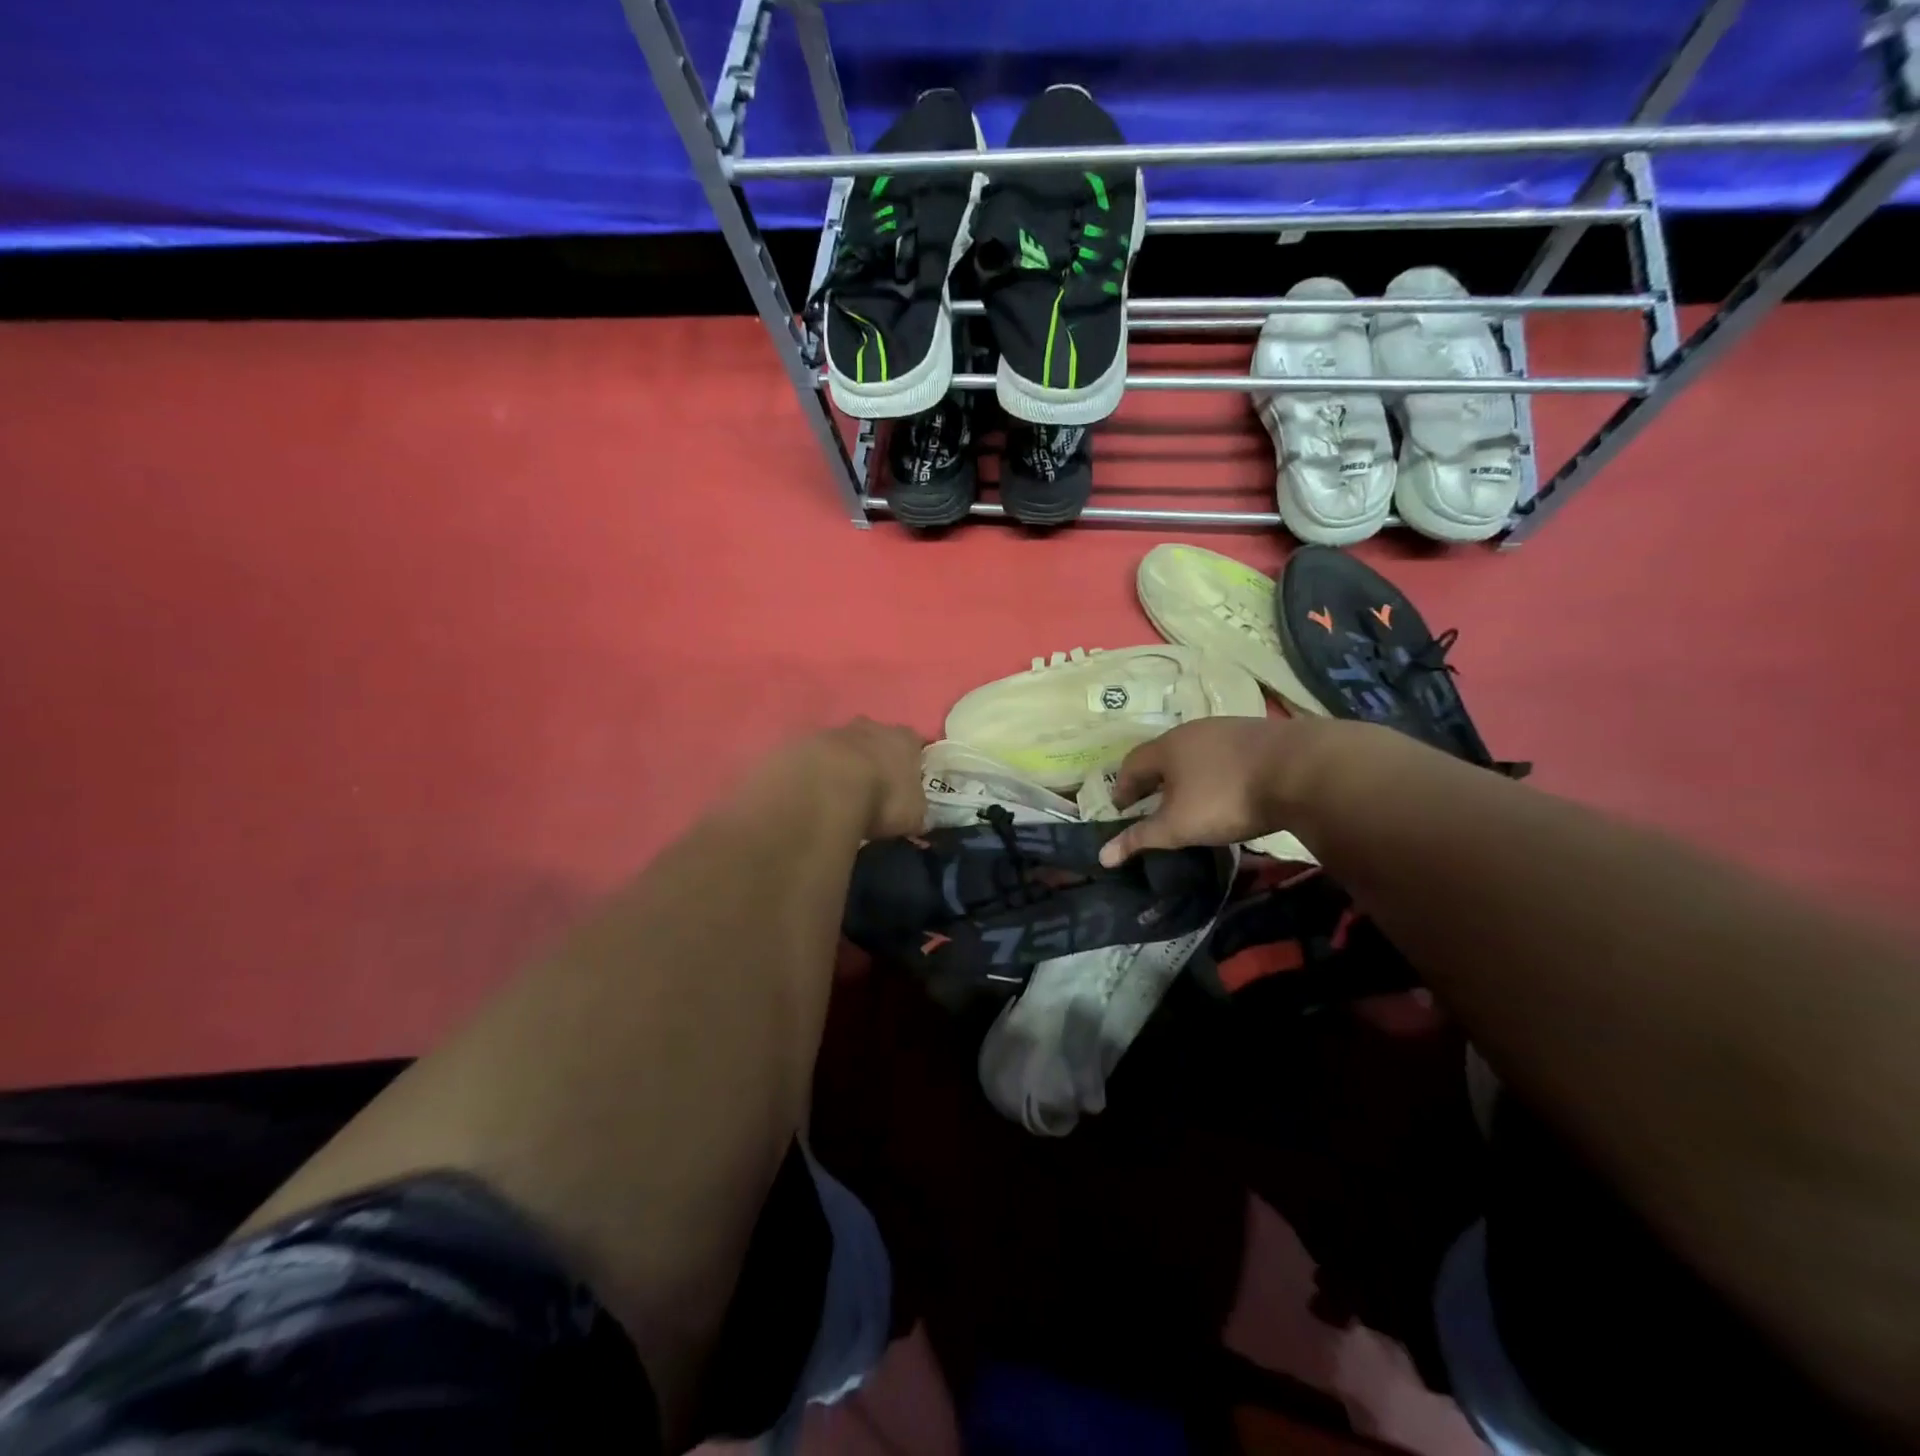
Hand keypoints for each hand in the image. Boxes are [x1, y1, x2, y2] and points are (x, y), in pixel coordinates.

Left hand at [796, 718, 928, 839]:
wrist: (825, 789)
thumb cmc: (882, 798)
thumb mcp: (912, 815)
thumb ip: (915, 809)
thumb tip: (915, 816)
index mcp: (903, 739)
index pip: (914, 743)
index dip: (911, 761)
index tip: (907, 781)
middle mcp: (869, 726)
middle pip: (875, 737)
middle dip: (873, 757)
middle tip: (870, 787)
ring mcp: (832, 731)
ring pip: (841, 745)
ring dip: (841, 764)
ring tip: (837, 795)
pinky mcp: (800, 743)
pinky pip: (812, 758)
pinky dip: (814, 772)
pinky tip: (812, 794)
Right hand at [1099, 716, 1314, 865]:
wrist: (1303, 770)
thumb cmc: (1226, 797)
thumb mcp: (1179, 826)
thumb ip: (1141, 838)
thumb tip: (1102, 856)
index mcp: (1167, 747)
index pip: (1132, 764)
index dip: (1123, 787)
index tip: (1122, 808)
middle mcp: (1193, 731)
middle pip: (1163, 754)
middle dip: (1154, 779)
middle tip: (1152, 802)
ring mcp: (1229, 729)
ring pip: (1196, 751)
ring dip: (1187, 773)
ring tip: (1190, 796)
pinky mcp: (1260, 735)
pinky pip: (1226, 753)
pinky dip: (1218, 770)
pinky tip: (1230, 787)